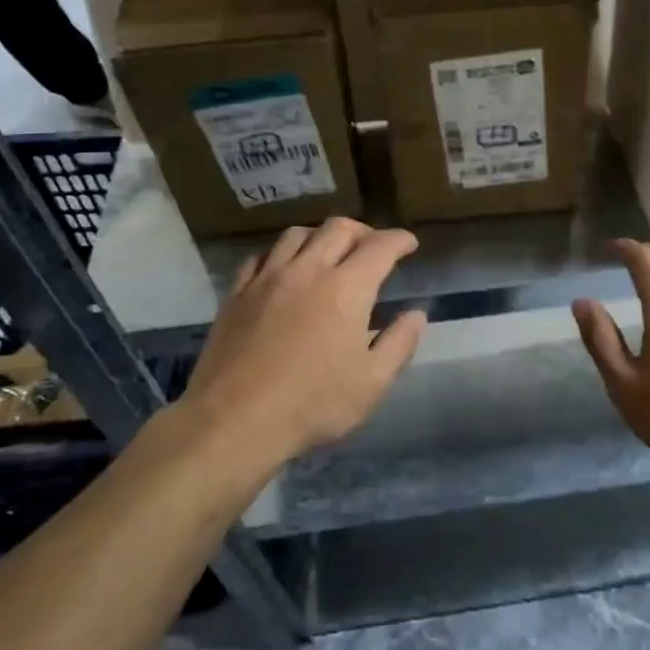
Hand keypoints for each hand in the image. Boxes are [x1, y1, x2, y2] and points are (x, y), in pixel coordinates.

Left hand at [179, 218, 426, 467]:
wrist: (234, 421)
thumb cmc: (312, 404)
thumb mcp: (372, 383)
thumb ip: (399, 343)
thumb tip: (416, 314)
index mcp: (347, 288)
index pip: (380, 246)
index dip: (399, 240)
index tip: (409, 244)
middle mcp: (308, 270)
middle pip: (338, 228)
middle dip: (363, 231)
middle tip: (372, 247)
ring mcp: (267, 278)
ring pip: (297, 234)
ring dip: (320, 236)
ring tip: (328, 253)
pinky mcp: (237, 293)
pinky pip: (261, 256)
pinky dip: (281, 254)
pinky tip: (283, 270)